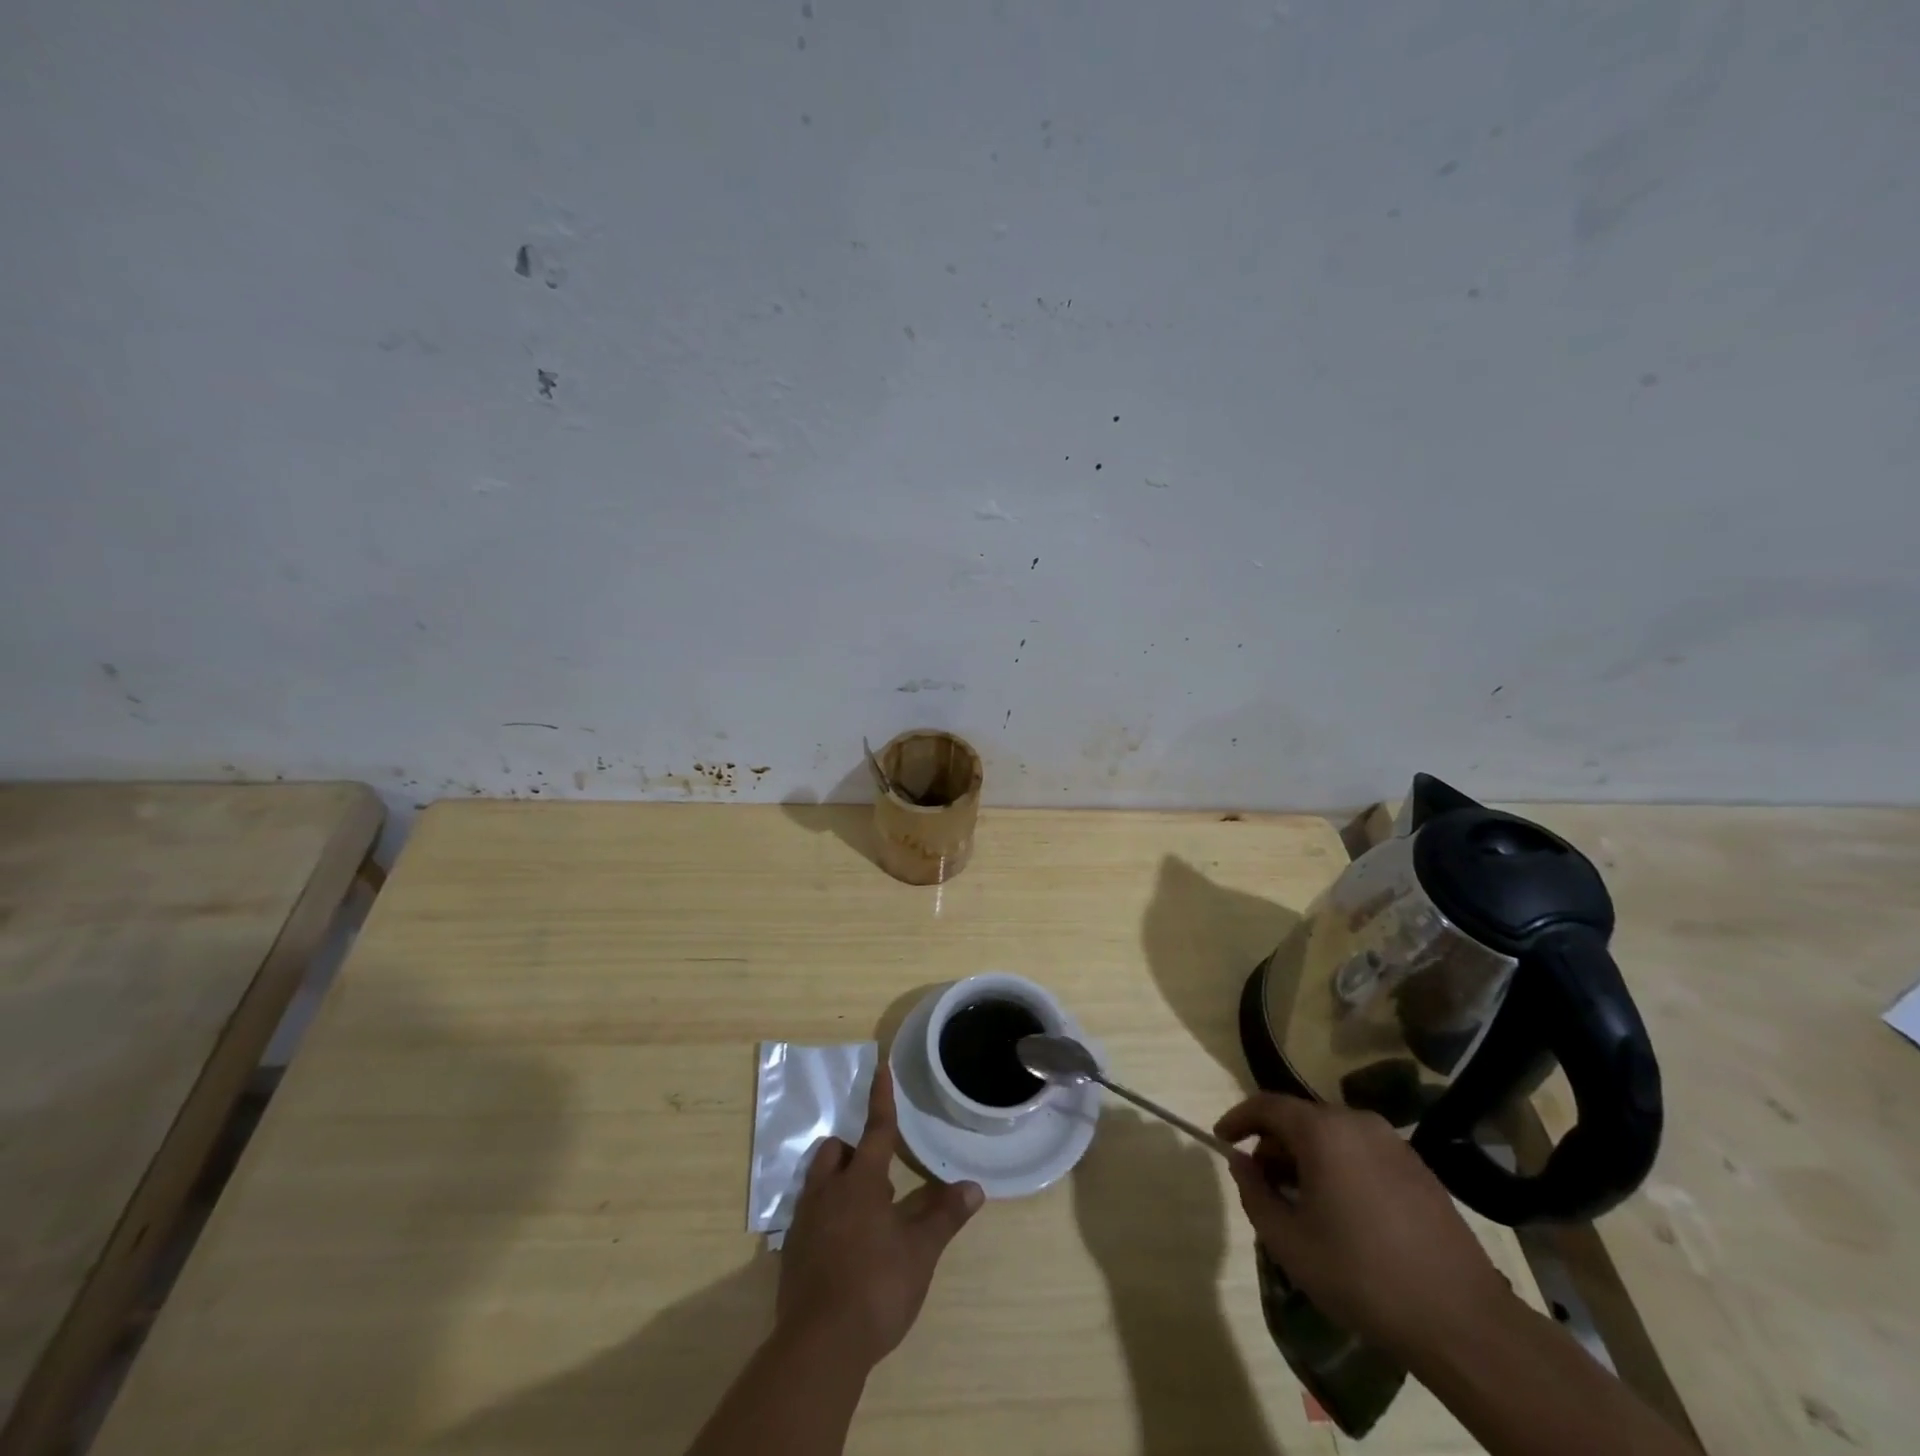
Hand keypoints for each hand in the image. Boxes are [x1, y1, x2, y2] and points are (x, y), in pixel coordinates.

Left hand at [776, 1063, 983, 1368]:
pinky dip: (827, 1216)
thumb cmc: (876, 1287)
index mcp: (861, 1182)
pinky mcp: (792, 1252)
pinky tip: (845, 1248)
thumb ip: (944, 1217)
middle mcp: (827, 1191)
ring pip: (819, 1181)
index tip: (880, 1067)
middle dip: (855, 1152)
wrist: (819, 1346)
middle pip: (837, 1152)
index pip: (876, 1130)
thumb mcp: (920, 1253)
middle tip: (881, 1179)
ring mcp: (805, 1221)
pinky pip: (809, 1215)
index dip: (881, 1098)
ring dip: (840, 1182)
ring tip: (866, 1214)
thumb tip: (974, 1187)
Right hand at [1214, 1094, 1515, 1362]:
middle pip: (1301, 1119)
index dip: (1238, 1119)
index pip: (1266, 1105)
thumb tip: (1241, 1162)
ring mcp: (1393, 1144)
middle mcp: (1357, 1123)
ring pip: (1333, 1136)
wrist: (1463, 1322)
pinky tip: (1343, 1212)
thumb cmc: (1362, 1276)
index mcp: (1322, 1131)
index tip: (1222, 1140)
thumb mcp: (1289, 1242)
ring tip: (1301, 1202)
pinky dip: (1340, 1168)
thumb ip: (1254, 1193)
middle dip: (1274, 1145)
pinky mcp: (1419, 1169)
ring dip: (1307, 1158)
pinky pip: (1362, 1153)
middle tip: (1262, 1183)